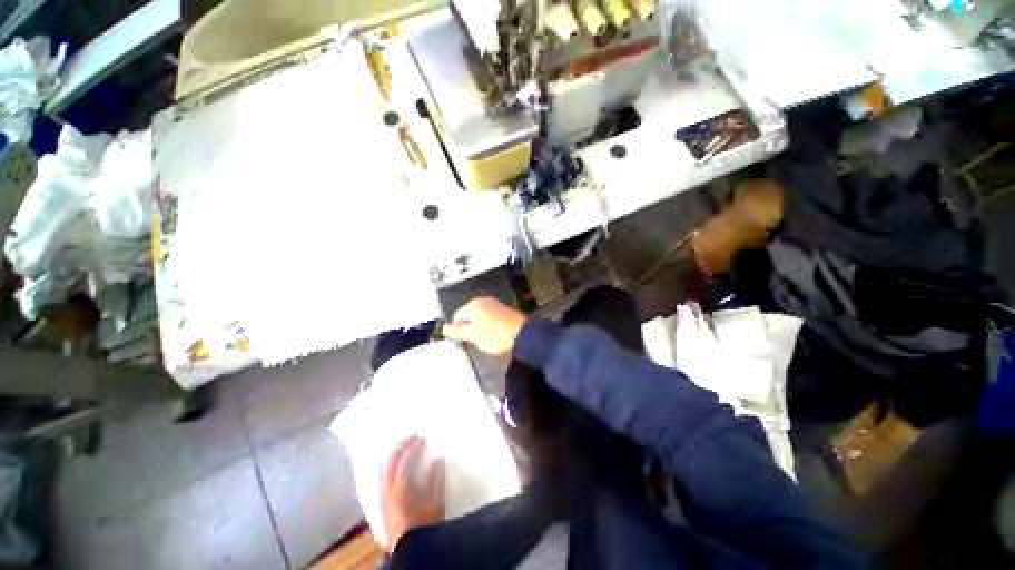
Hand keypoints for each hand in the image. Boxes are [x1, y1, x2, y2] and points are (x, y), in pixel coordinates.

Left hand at [378, 436, 444, 551]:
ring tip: (401, 449)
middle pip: (390, 463)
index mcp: (401, 489)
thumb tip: (439, 459)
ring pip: (382, 471)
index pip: (405, 461)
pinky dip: (387, 470)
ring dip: (392, 457)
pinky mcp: (382, 506)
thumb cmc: (425, 525)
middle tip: (411, 437)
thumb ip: (437, 479)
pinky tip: (391, 469)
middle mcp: (388, 491)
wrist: (411, 551)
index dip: (413, 447)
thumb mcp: (435, 502)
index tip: (422, 437)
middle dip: (400, 447)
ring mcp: (382, 499)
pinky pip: (381, 481)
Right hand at [442, 297, 525, 356]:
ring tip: (485, 341)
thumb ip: (456, 331)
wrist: (524, 337)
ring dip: (479, 330)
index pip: (456, 315)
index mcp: (474, 304)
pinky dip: (489, 328)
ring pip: (479, 319)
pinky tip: (494, 337)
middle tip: (473, 342)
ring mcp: (495, 305)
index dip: (456, 330)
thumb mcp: (472, 335)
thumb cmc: (495, 336)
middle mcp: (484, 301)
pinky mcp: (504, 312)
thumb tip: (444, 328)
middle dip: (468, 329)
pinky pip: (490, 320)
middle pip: (468, 316)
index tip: (462, 341)